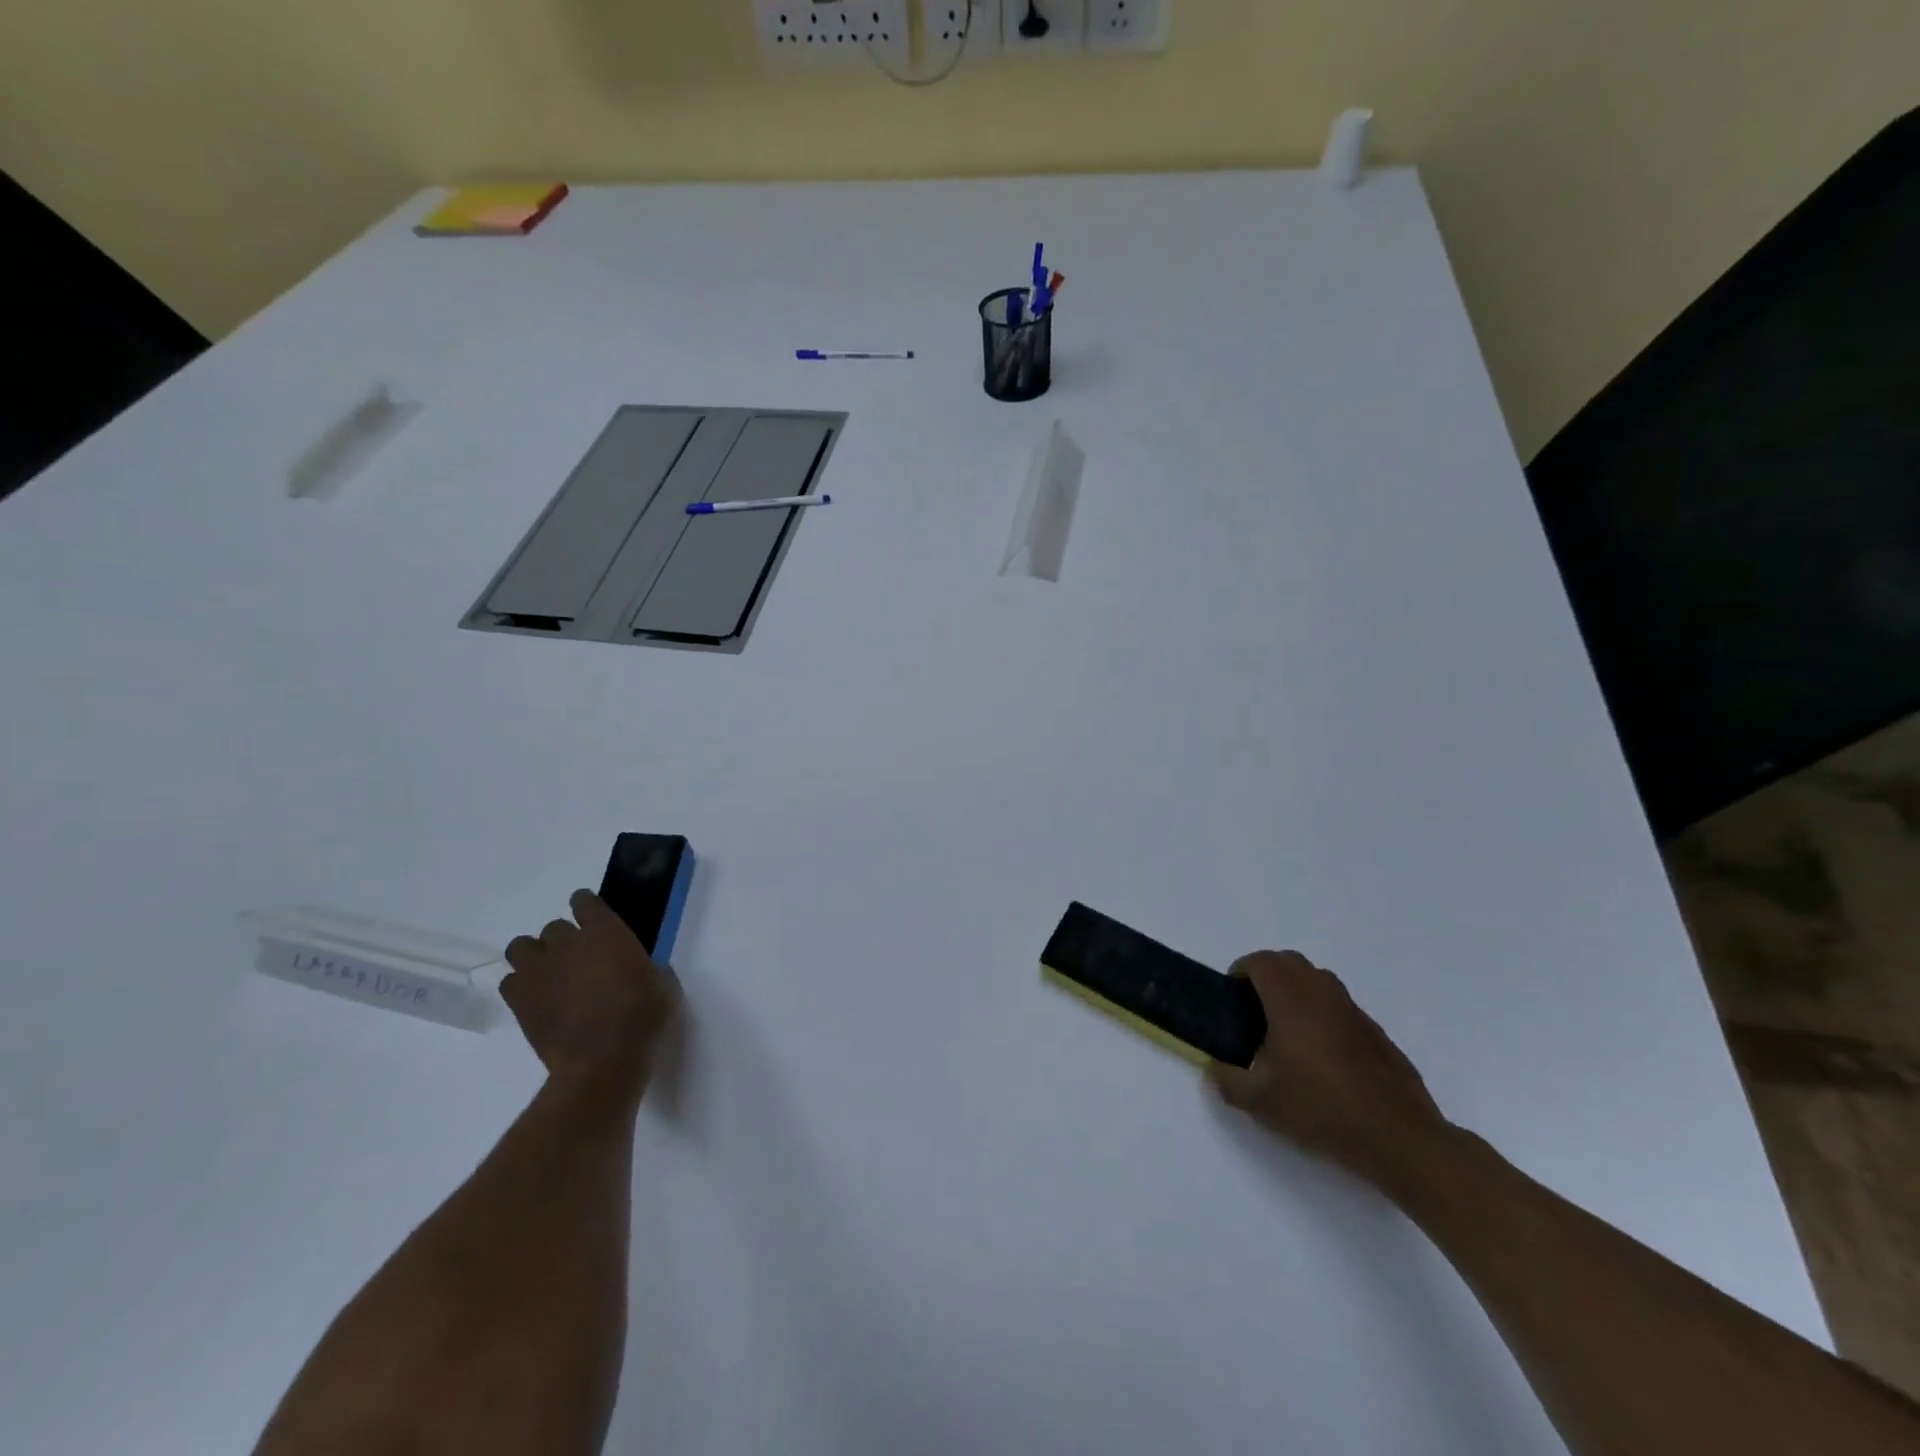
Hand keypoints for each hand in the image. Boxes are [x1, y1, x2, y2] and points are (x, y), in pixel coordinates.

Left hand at [503, 890, 679, 1103]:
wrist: (602, 1060)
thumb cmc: (642, 1017)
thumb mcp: (661, 984)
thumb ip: (645, 965)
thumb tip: (639, 966)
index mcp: (605, 931)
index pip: (584, 901)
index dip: (587, 908)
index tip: (594, 920)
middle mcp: (567, 943)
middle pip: (554, 927)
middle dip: (565, 941)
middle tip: (579, 961)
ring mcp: (539, 970)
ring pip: (521, 947)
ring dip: (535, 956)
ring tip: (550, 975)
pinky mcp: (519, 1000)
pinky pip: (510, 982)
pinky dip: (521, 986)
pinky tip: (537, 1000)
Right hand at [1208, 951, 1450, 1195]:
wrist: (1397, 1138)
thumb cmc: (1321, 1109)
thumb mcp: (1259, 1102)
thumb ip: (1226, 1080)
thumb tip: (1214, 1067)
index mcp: (1291, 1000)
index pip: (1262, 961)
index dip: (1241, 971)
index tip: (1232, 997)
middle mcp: (1323, 995)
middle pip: (1289, 962)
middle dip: (1267, 975)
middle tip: (1254, 1010)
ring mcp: (1354, 1012)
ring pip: (1318, 980)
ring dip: (1296, 990)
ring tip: (1286, 1031)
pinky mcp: (1376, 1033)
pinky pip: (1340, 1007)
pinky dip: (1322, 1014)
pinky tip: (1322, 1057)